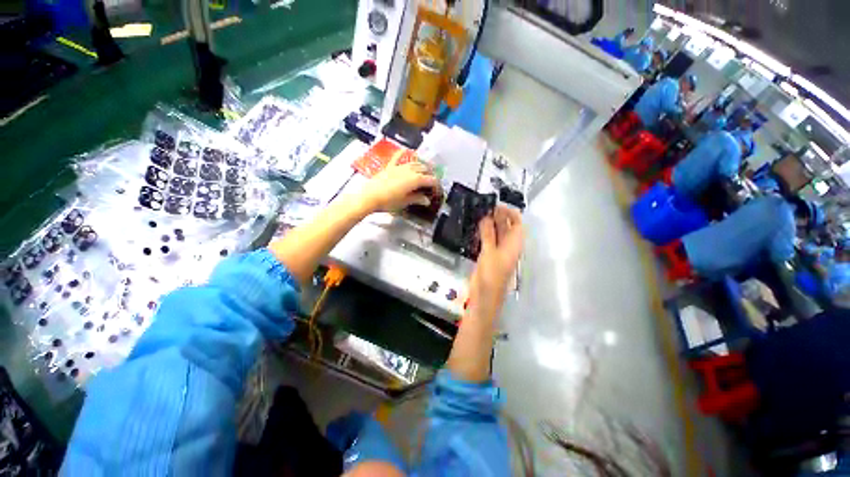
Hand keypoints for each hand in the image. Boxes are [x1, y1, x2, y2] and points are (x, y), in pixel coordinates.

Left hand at [359, 158, 439, 212]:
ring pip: (414, 163)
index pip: (431, 180)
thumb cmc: (388, 201)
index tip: (437, 189)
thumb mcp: (404, 202)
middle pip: (424, 169)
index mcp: (416, 180)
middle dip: (430, 174)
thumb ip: (416, 199)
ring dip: (421, 165)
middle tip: (432, 180)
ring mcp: (399, 167)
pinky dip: (403, 153)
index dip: (436, 184)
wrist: (369, 197)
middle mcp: (409, 170)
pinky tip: (406, 149)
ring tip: (425, 169)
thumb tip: (426, 200)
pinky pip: (398, 157)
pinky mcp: (390, 167)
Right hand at [466, 205, 524, 322]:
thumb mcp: (489, 252)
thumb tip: (487, 216)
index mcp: (514, 244)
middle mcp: (509, 246)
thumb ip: (488, 233)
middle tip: (484, 206)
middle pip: (507, 227)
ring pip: (497, 233)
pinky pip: (489, 240)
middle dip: (498, 216)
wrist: (485, 296)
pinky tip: (475, 227)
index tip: (496, 205)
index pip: (517, 223)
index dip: (509, 212)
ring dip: (490, 224)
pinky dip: (484, 233)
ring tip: (478, 213)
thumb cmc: (491, 275)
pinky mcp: (490, 257)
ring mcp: (499, 252)